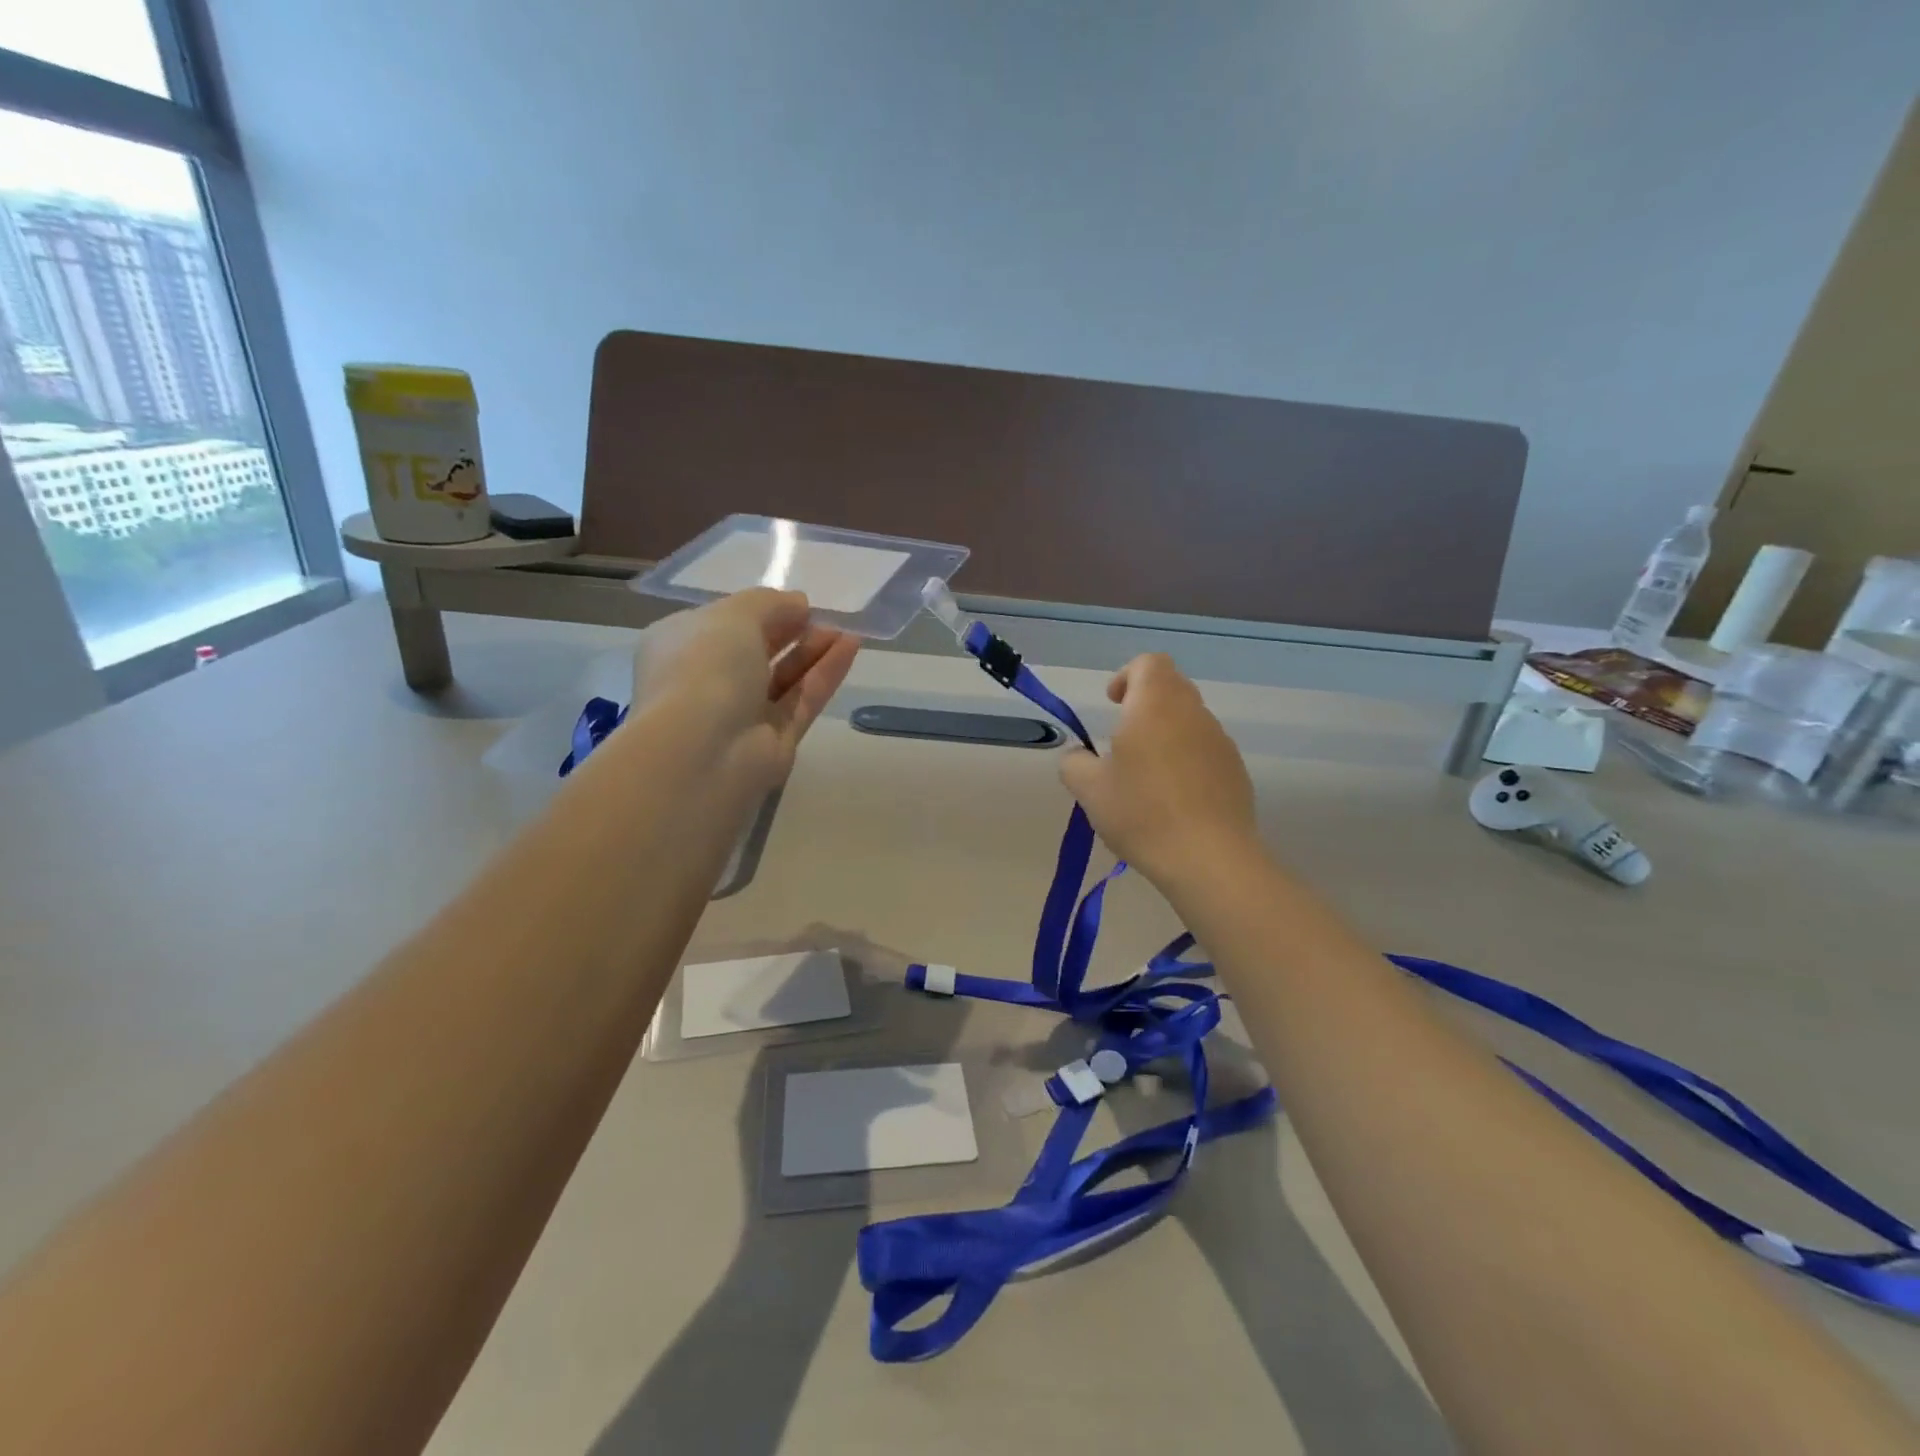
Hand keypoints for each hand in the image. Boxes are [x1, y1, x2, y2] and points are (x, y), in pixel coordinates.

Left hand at [631, 589, 858, 794]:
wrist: (703, 749)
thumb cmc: (705, 667)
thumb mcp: (734, 615)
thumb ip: (770, 604)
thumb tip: (798, 604)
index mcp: (681, 646)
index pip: (722, 624)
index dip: (761, 611)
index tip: (796, 603)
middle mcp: (709, 680)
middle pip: (758, 652)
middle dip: (792, 632)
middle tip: (825, 617)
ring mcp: (742, 714)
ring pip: (785, 678)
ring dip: (814, 651)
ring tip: (846, 631)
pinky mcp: (775, 740)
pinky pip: (803, 700)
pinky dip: (826, 674)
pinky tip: (851, 647)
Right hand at [1059, 653, 1258, 887]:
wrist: (1209, 858)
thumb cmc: (1142, 813)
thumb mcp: (1089, 790)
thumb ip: (1074, 763)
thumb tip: (1078, 756)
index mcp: (1156, 705)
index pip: (1149, 663)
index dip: (1127, 676)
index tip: (1113, 704)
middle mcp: (1193, 714)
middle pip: (1172, 688)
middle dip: (1145, 705)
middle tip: (1122, 740)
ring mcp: (1220, 742)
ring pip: (1190, 721)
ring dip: (1166, 735)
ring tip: (1145, 776)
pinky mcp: (1236, 772)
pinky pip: (1206, 752)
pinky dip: (1186, 761)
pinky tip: (1172, 801)